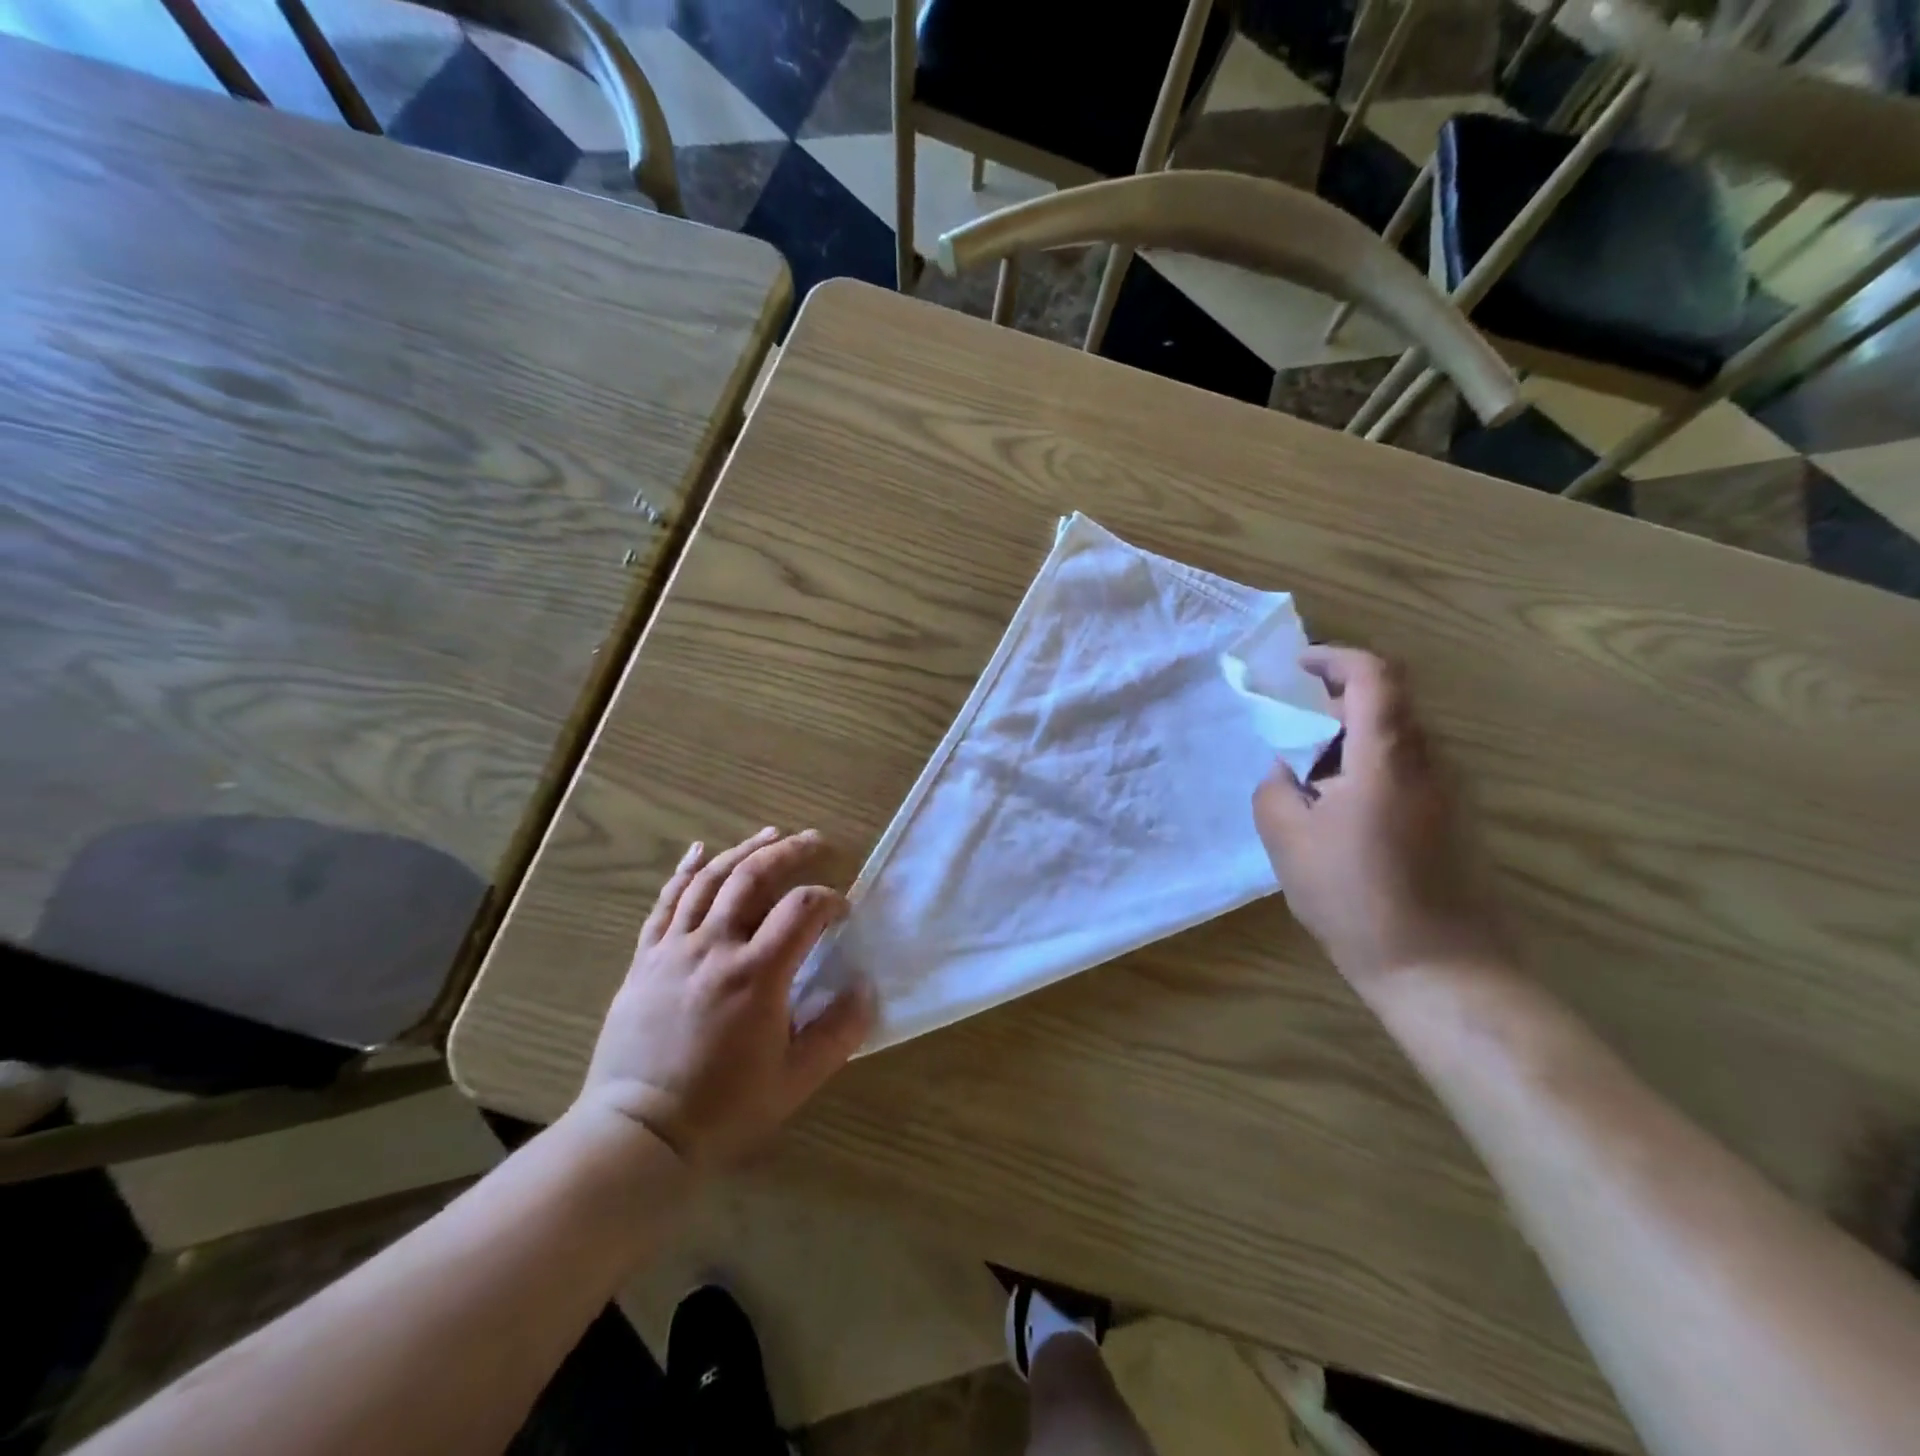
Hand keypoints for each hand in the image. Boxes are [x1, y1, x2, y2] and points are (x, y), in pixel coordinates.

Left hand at [574, 828, 873, 1169]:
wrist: (639, 1134)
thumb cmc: (724, 1108)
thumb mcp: (796, 1079)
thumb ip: (839, 1031)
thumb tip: (868, 987)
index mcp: (756, 975)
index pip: (802, 909)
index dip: (831, 900)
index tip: (843, 912)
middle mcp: (714, 948)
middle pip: (753, 877)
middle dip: (790, 851)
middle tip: (815, 840)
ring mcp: (674, 949)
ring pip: (710, 881)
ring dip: (743, 850)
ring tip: (770, 834)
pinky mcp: (646, 959)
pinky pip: (665, 903)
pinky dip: (684, 871)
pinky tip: (699, 851)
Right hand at [1252, 647, 1505, 1001]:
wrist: (1440, 970)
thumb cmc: (1354, 899)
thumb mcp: (1287, 841)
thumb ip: (1275, 788)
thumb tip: (1287, 768)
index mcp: (1386, 758)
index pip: (1374, 675)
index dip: (1335, 658)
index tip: (1297, 668)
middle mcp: (1428, 762)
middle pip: (1387, 702)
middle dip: (1335, 703)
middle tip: (1292, 734)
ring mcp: (1450, 791)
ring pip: (1397, 737)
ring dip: (1351, 740)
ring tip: (1311, 782)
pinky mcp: (1457, 819)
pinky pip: (1408, 770)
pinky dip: (1370, 769)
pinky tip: (1343, 815)